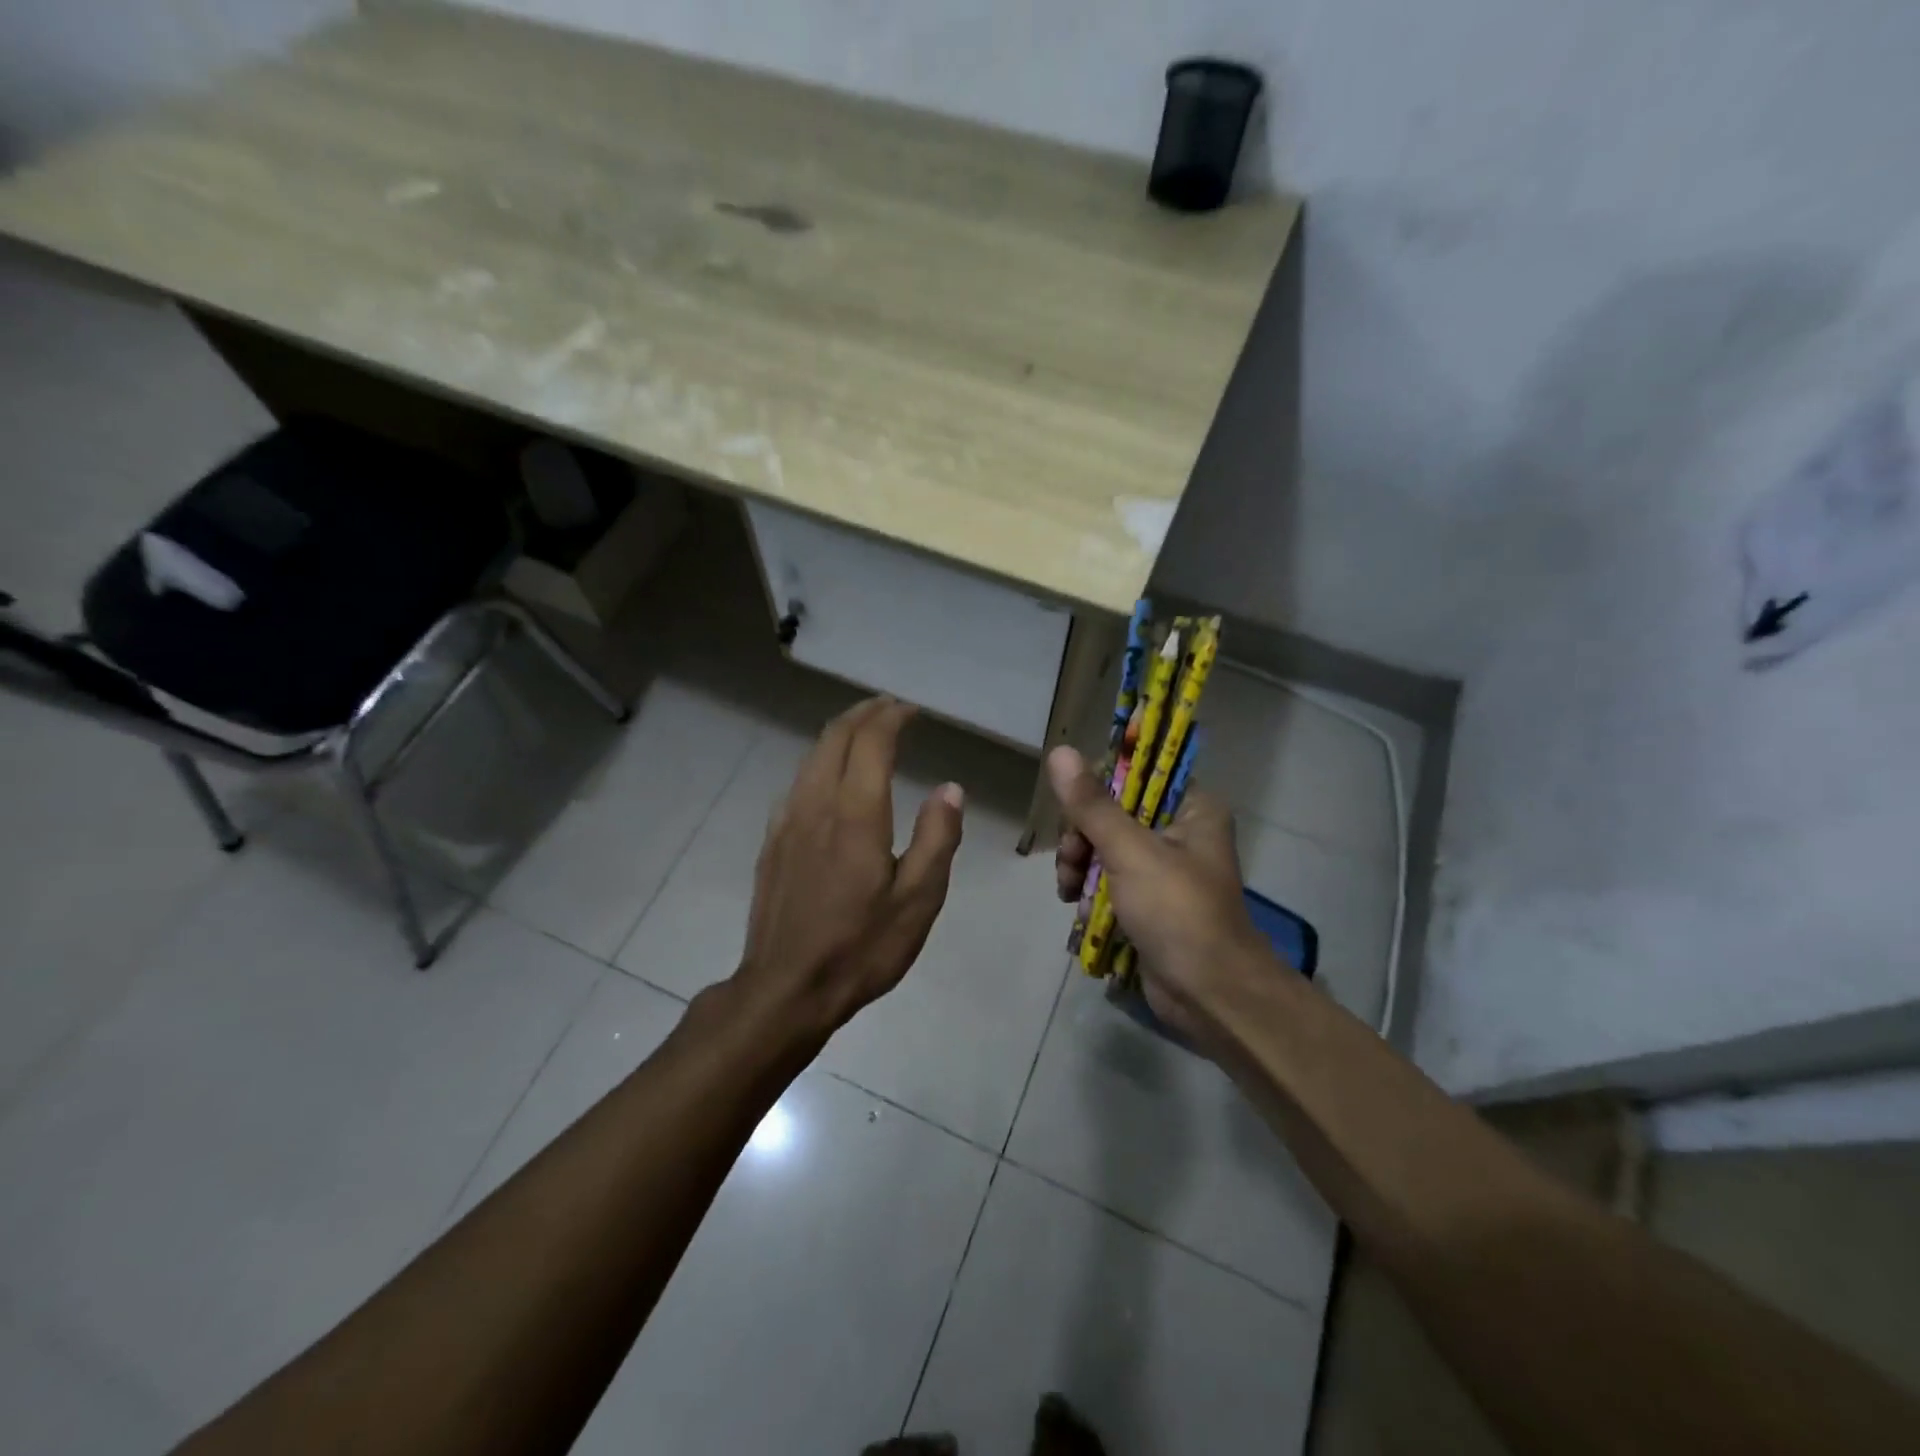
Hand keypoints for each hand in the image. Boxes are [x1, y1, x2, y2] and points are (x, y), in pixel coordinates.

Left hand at [734, 698, 964, 1036]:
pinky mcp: (772, 841)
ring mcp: (787, 821)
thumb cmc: (861, 947)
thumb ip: (937, 838)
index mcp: (856, 815)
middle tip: (890, 708)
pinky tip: (831, 778)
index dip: (892, 718)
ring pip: (812, 757)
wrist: (786, 989)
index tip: (912, 710)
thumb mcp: (918, 901)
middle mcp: (816, 805)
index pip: (871, 742)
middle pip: (835, 738)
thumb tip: (950, 789)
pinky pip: (798, 782)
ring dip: (840, 734)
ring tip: (865, 731)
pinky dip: (821, 762)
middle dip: (864, 714)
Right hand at [1049, 746, 1270, 1042]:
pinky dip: (1093, 895)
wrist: (1209, 995)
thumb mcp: (1130, 852)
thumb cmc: (1177, 912)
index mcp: (1192, 809)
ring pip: (1106, 850)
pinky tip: (1085, 913)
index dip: (1101, 786)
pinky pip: (1111, 883)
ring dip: (1082, 870)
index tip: (1075, 808)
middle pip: (1114, 814)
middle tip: (1071, 861)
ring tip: (1070, 893)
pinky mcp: (1151, 904)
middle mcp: (1181, 833)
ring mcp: (1165, 871)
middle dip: (1083, 839)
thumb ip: (1092, 805)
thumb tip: (1060, 752)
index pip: (1138, 773)